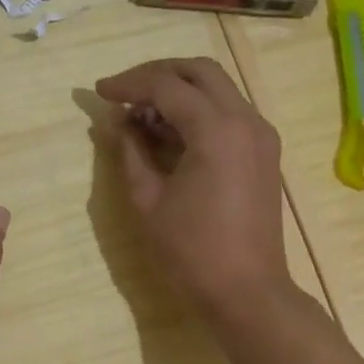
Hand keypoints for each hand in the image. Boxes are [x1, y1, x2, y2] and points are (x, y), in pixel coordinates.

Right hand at [95, 57, 290, 318]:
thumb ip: (130, 151)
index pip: (166, 85)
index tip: (99, 91)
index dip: (128, 84)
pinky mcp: (263, 152)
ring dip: (179, 91)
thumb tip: (117, 122)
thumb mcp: (148, 200)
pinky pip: (229, 113)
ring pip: (218, 88)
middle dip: (157, 74)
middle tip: (124, 92)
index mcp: (217, 130)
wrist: (246, 292)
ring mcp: (261, 135)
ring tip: (141, 115)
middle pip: (200, 71)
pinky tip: (170, 133)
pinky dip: (198, 110)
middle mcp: (246, 120)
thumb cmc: (191, 251)